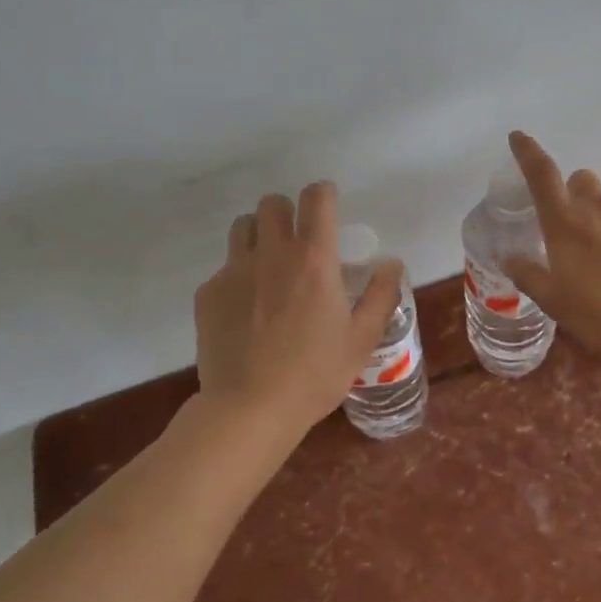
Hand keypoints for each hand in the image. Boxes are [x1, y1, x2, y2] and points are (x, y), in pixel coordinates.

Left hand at [194, 185, 404, 436]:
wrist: (249, 408)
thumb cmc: (315, 374)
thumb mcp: (362, 338)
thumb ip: (381, 295)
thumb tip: (392, 263)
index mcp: (314, 259)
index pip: (316, 199)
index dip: (324, 193)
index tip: (329, 203)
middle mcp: (272, 253)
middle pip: (273, 203)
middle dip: (288, 212)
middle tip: (298, 240)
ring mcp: (233, 271)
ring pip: (243, 227)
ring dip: (260, 235)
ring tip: (270, 266)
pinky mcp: (208, 293)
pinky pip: (224, 268)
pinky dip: (238, 276)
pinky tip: (246, 311)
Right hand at [502, 132, 600, 359]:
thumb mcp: (556, 303)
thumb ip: (529, 276)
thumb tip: (509, 258)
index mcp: (565, 223)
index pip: (540, 175)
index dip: (527, 152)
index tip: (519, 137)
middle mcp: (598, 205)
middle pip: (582, 181)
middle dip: (579, 197)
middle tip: (585, 233)